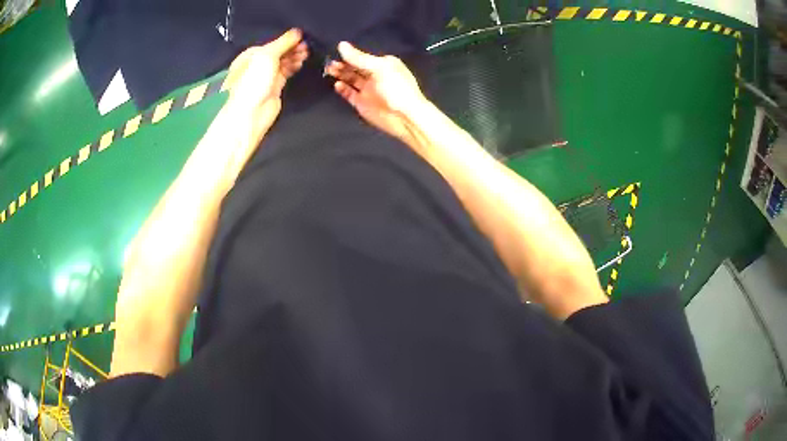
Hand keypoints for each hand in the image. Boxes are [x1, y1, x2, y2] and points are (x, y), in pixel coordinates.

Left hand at [224, 28, 308, 125]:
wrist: (249, 113)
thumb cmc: (252, 81)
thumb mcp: (267, 55)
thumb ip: (283, 42)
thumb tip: (297, 32)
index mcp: (251, 55)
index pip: (272, 43)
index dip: (286, 40)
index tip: (302, 37)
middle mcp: (257, 65)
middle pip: (278, 52)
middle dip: (292, 48)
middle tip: (306, 46)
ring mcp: (266, 77)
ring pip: (283, 62)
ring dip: (295, 57)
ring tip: (306, 54)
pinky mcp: (274, 88)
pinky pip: (286, 73)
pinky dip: (294, 67)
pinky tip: (301, 63)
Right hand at [327, 42, 426, 142]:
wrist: (404, 117)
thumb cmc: (396, 87)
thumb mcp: (379, 68)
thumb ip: (358, 58)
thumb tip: (341, 45)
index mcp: (383, 64)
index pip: (362, 56)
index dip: (350, 54)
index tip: (336, 50)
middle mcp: (374, 75)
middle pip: (354, 67)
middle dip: (342, 64)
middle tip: (329, 62)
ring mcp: (368, 90)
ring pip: (350, 79)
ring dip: (340, 74)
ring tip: (329, 70)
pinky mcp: (362, 103)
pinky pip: (349, 93)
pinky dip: (343, 89)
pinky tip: (337, 84)